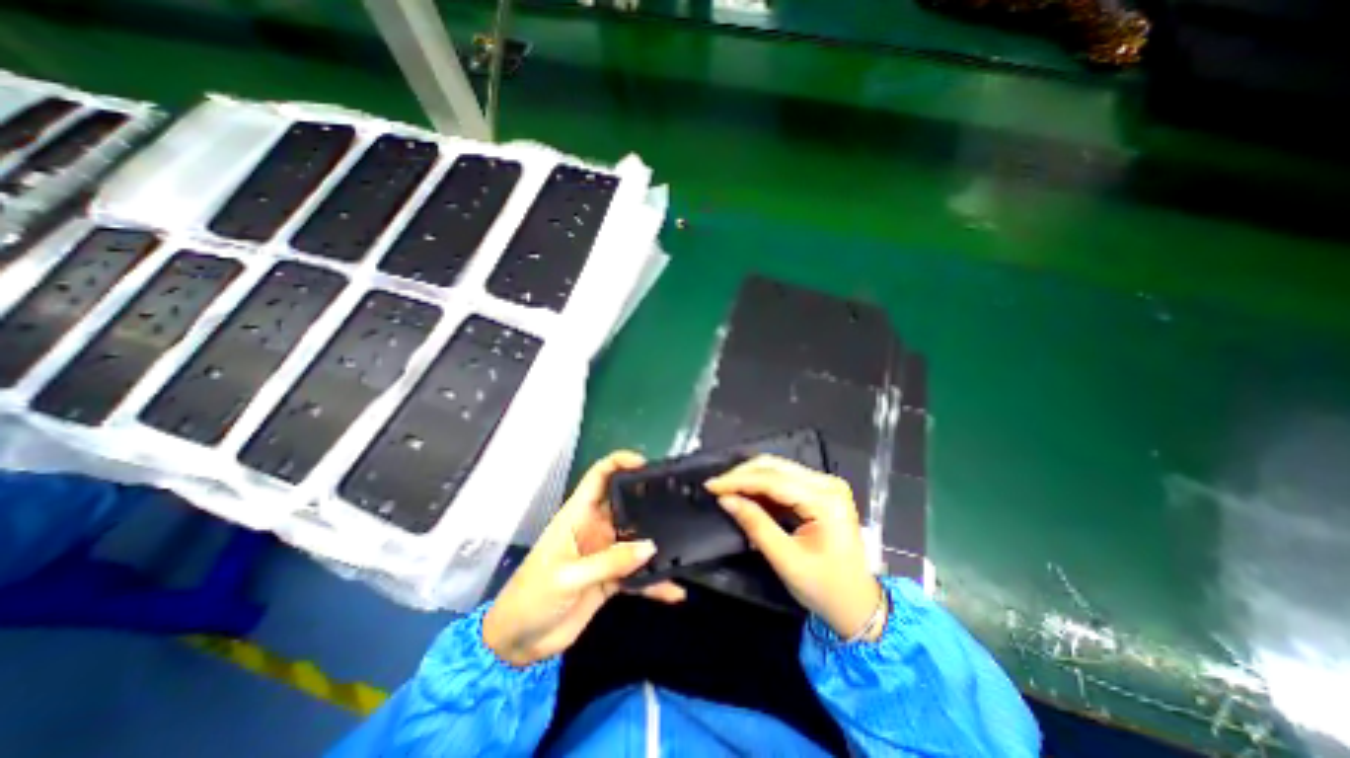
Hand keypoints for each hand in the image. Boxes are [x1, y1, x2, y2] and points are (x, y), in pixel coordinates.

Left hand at [481, 447, 687, 665]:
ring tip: (685, 539)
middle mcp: (595, 527)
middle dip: (648, 498)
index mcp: (578, 515)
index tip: (646, 463)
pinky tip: (674, 590)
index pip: (599, 476)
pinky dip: (654, 582)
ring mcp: (605, 553)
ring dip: (656, 540)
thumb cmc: (532, 597)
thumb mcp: (567, 577)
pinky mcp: (612, 579)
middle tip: (678, 498)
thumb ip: (609, 562)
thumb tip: (650, 547)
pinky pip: (638, 574)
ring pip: (636, 537)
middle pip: (625, 503)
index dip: (619, 462)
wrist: (518, 643)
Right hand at [708, 456, 886, 640]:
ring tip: (727, 490)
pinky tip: (746, 494)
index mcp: (825, 501)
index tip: (711, 485)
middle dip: (742, 474)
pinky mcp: (821, 490)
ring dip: (751, 478)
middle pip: (776, 467)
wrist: (859, 604)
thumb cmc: (825, 588)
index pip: (774, 480)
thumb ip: (755, 525)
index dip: (739, 480)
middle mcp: (828, 483)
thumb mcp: (786, 560)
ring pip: (778, 469)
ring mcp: (826, 484)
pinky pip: (785, 479)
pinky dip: (763, 486)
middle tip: (716, 486)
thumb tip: (726, 499)